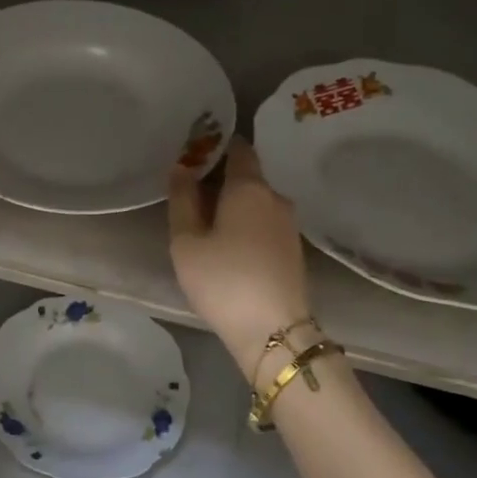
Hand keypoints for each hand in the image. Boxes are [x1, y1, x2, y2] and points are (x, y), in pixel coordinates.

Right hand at [168, 137, 310, 360]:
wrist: (274, 332)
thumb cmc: (223, 280)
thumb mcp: (186, 241)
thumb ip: (182, 200)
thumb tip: (182, 167)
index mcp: (249, 187)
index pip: (238, 148)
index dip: (216, 145)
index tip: (195, 154)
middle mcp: (275, 198)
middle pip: (247, 176)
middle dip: (221, 179)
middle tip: (190, 196)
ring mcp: (289, 225)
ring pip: (257, 202)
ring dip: (234, 206)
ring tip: (206, 225)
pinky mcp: (294, 249)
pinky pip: (265, 223)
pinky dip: (247, 224)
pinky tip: (229, 246)